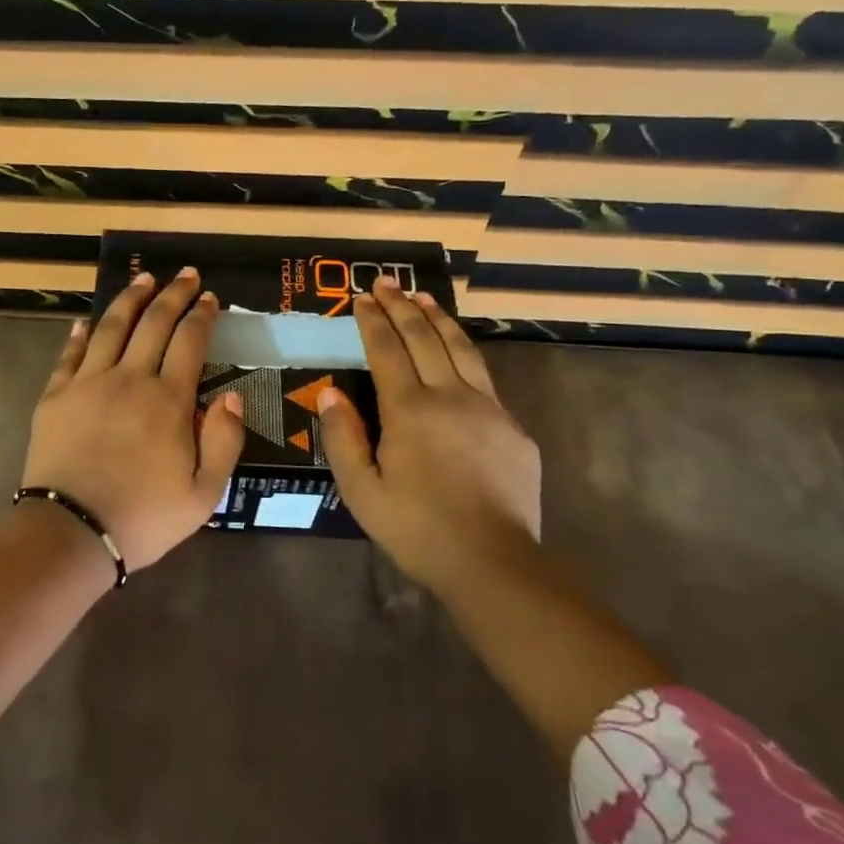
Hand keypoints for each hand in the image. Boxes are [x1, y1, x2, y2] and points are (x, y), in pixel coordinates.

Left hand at [23, 268, 245, 569]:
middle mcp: (129, 379)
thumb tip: (231, 396)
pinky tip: (85, 321)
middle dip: (172, 294)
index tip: (209, 297)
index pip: (189, 342)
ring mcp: (88, 384)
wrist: (72, 532)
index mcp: (169, 401)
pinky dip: (80, 334)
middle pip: (153, 324)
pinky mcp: (55, 396)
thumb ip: (224, 441)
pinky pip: (70, 355)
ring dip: (130, 300)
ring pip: (111, 327)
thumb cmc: (143, 518)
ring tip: (143, 279)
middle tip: (184, 274)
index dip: (201, 316)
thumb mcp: (203, 494)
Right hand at [317, 278, 541, 592]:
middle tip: (386, 282)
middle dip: (401, 307)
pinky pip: (484, 378)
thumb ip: (342, 438)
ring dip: (438, 319)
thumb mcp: (361, 491)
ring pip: (461, 349)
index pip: (386, 351)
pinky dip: (464, 352)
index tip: (361, 296)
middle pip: (424, 338)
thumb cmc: (417, 528)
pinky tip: (457, 351)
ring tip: (423, 297)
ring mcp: (487, 408)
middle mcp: (450, 396)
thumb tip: (331, 392)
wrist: (493, 561)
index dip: (372, 321)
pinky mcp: (512, 427)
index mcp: (409, 410)